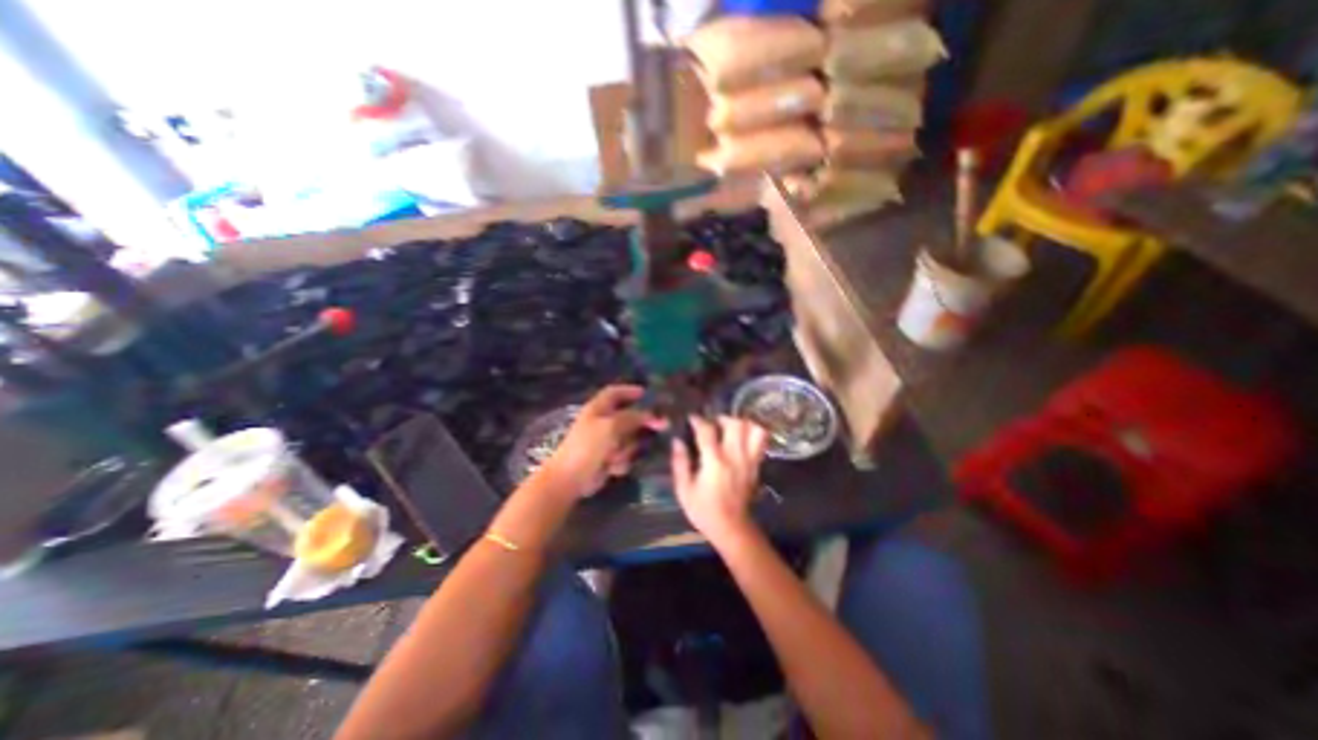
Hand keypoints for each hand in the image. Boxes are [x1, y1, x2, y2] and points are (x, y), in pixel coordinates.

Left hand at [538, 387, 659, 496]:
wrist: (570, 479)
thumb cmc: (588, 446)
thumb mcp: (612, 426)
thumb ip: (633, 417)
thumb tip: (654, 415)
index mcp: (598, 408)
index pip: (615, 393)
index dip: (631, 391)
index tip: (649, 394)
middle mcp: (602, 422)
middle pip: (628, 416)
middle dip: (642, 422)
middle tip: (662, 425)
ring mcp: (605, 441)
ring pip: (630, 439)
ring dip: (627, 448)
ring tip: (616, 456)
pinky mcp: (608, 458)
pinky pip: (625, 455)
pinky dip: (620, 461)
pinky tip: (612, 468)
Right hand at [670, 420, 774, 544]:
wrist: (732, 528)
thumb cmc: (704, 510)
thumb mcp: (684, 490)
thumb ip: (680, 463)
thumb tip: (677, 441)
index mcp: (714, 462)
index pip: (707, 431)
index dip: (698, 420)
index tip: (691, 418)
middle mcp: (734, 457)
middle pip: (736, 424)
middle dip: (723, 418)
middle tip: (714, 422)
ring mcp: (749, 461)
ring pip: (754, 430)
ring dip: (743, 423)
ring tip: (731, 427)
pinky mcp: (757, 466)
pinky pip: (761, 442)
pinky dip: (753, 433)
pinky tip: (742, 437)